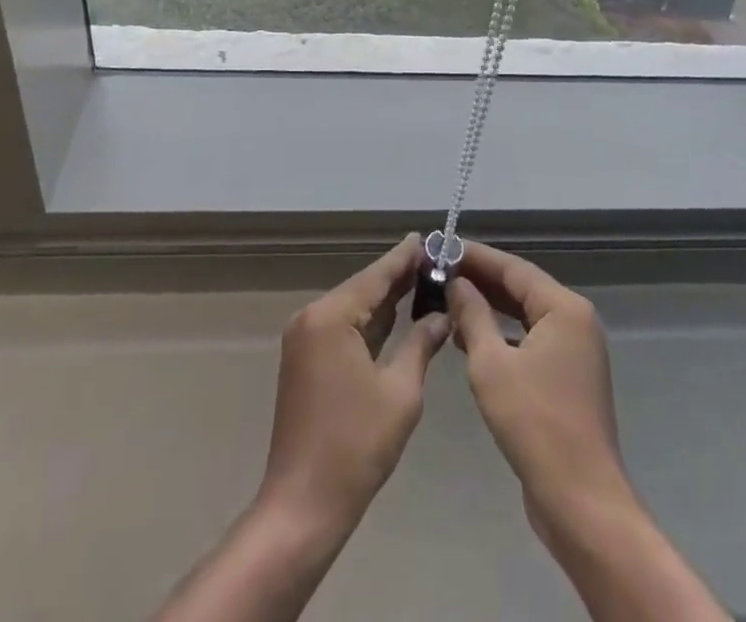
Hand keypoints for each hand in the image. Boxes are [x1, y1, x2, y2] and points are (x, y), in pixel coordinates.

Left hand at [256, 234, 450, 536]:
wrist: (303, 506)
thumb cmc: (355, 447)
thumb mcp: (400, 392)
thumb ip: (421, 344)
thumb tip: (442, 316)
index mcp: (331, 317)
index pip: (376, 276)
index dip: (405, 258)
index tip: (430, 238)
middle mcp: (312, 318)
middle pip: (363, 288)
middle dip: (399, 277)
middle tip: (436, 261)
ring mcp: (305, 339)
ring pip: (353, 308)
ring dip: (386, 300)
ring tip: (424, 282)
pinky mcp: (305, 360)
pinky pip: (343, 329)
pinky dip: (370, 323)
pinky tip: (397, 316)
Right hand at [447, 242, 631, 532]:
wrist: (580, 501)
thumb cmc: (534, 423)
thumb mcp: (491, 364)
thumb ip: (472, 316)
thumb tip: (456, 283)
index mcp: (564, 308)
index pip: (513, 268)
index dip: (476, 257)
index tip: (442, 248)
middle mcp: (575, 321)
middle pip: (521, 289)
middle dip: (481, 281)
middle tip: (439, 272)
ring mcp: (575, 351)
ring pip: (525, 316)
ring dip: (489, 309)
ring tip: (447, 301)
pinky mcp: (568, 378)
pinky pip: (530, 341)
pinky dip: (502, 336)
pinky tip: (469, 341)